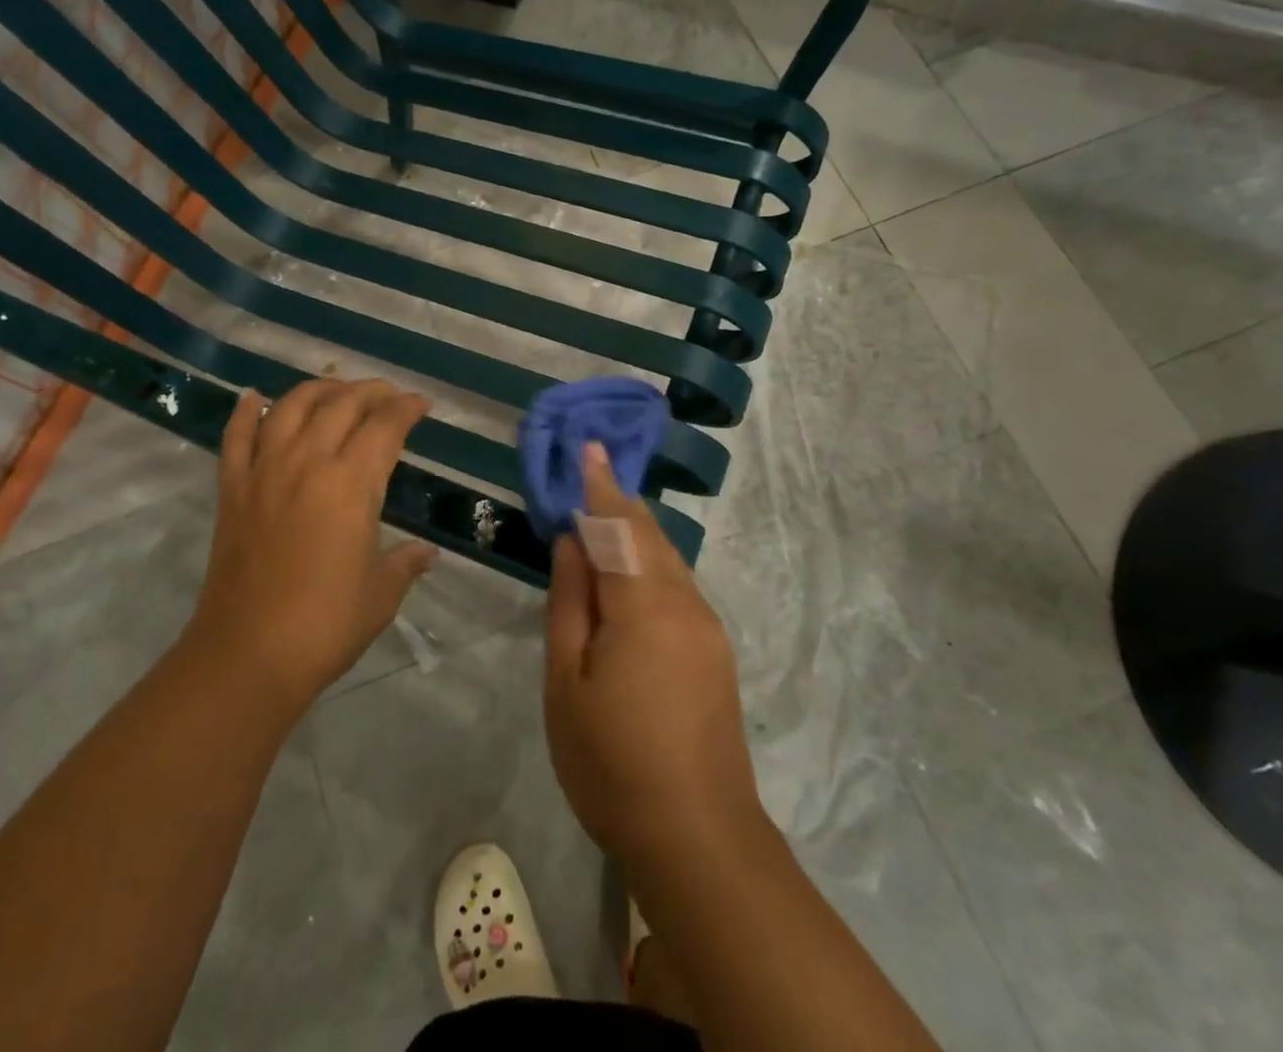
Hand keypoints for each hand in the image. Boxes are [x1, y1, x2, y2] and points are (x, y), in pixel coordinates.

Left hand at [187, 379, 436, 713]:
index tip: (421, 404)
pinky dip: (246, 412)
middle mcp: (309, 463)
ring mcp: (265, 472)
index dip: (407, 408)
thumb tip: (426, 553)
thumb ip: (406, 563)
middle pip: (342, 404)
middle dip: (371, 391)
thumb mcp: (381, 593)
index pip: (386, 426)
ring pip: (291, 407)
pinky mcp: (232, 489)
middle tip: (387, 395)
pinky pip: (236, 437)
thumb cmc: (326, 624)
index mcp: (352, 484)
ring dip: (318, 390)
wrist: (248, 654)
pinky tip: (254, 398)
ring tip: (336, 390)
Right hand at [544, 443, 764, 870]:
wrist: (698, 837)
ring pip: (667, 559)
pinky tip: (631, 569)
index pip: (617, 526)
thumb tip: (571, 542)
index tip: (588, 447)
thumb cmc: (612, 761)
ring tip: (605, 509)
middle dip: (618, 501)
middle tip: (591, 469)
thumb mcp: (567, 682)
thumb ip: (570, 603)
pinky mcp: (715, 651)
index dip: (599, 486)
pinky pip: (677, 585)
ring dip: (636, 529)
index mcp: (644, 605)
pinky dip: (650, 561)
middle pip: (648, 535)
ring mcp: (707, 628)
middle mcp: (684, 603)